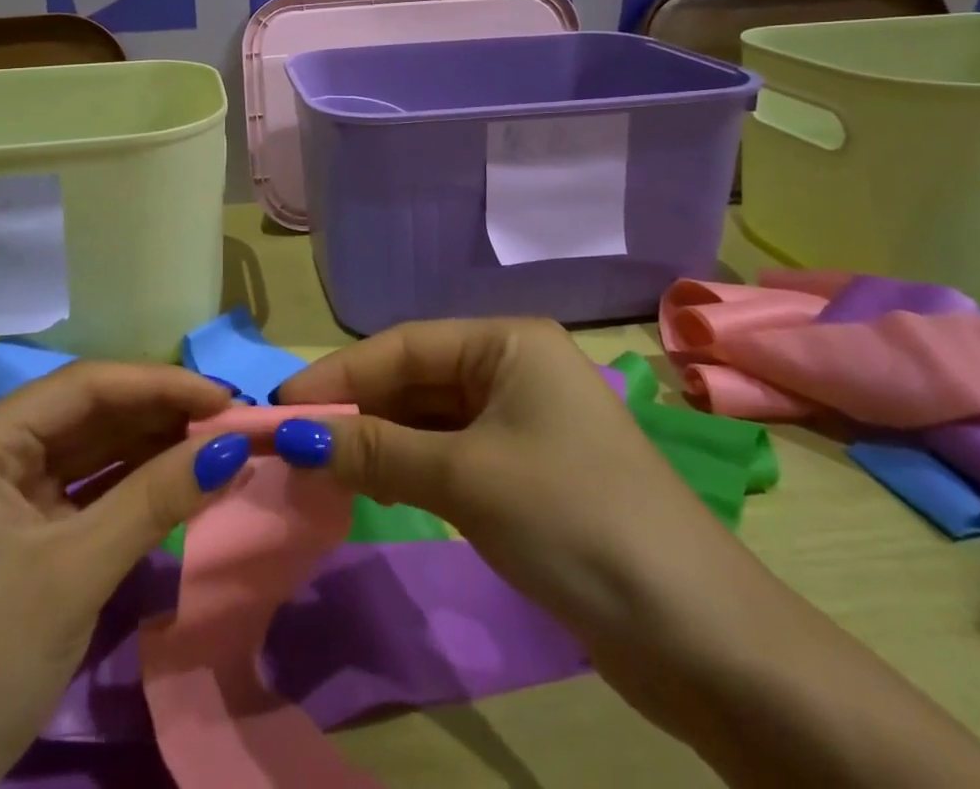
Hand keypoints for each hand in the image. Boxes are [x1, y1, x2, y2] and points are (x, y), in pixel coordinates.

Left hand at [0, 363, 252, 788]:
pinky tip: (178, 481)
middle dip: (160, 414)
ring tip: (216, 445)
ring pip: (92, 449)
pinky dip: (133, 486)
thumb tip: (235, 446)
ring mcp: (6, 493)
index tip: (225, 398)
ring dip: (152, 447)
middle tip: (230, 422)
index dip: (159, 384)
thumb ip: (155, 499)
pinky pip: (88, 490)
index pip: (86, 386)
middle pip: (90, 412)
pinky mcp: (23, 533)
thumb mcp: (75, 572)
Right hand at [275, 319, 979, 788]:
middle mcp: (512, 368)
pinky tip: (368, 485)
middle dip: (354, 410)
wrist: (700, 636)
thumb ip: (376, 452)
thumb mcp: (465, 478)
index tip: (279, 406)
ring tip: (316, 465)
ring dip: (376, 442)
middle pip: (413, 380)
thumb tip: (293, 437)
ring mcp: (521, 422)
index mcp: (506, 342)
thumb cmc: (574, 519)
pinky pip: (448, 454)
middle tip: (290, 441)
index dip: (338, 375)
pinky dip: (407, 468)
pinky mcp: (525, 472)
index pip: (402, 346)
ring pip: (427, 419)